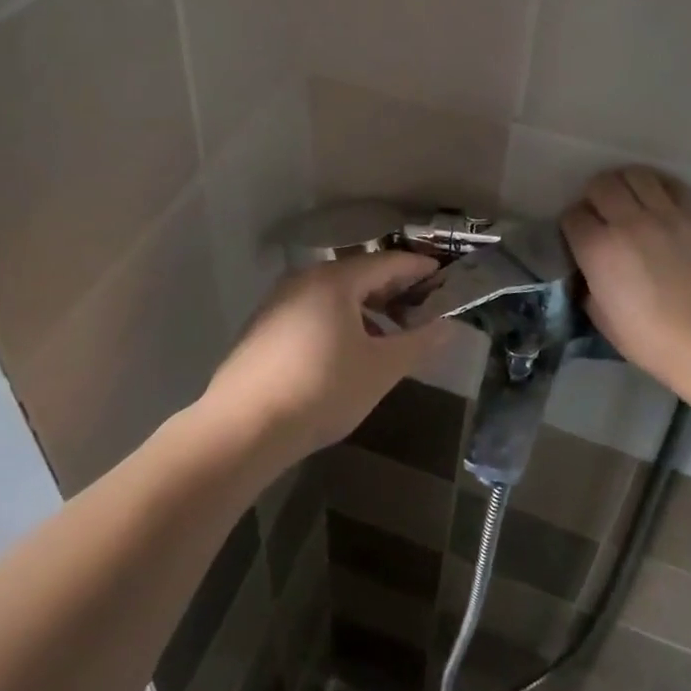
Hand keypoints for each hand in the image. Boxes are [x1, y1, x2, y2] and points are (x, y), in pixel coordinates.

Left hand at [201, 251, 441, 462]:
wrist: (243, 428)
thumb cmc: (322, 390)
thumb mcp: (380, 369)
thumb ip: (418, 343)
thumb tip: (448, 326)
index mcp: (335, 280)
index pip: (388, 262)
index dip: (419, 269)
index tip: (445, 277)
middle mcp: (304, 280)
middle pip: (359, 274)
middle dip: (393, 289)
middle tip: (423, 307)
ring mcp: (279, 302)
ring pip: (334, 294)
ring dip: (366, 308)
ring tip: (390, 332)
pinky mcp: (263, 328)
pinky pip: (312, 311)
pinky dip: (339, 320)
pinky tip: (349, 350)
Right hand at [562, 167, 690, 386]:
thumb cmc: (649, 338)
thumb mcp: (600, 315)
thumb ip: (588, 283)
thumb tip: (588, 268)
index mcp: (598, 249)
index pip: (573, 215)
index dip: (573, 225)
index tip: (580, 236)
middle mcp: (628, 222)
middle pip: (601, 184)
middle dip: (596, 196)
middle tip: (603, 212)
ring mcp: (666, 214)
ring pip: (636, 174)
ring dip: (627, 185)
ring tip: (631, 199)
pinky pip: (674, 185)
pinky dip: (661, 189)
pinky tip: (661, 203)